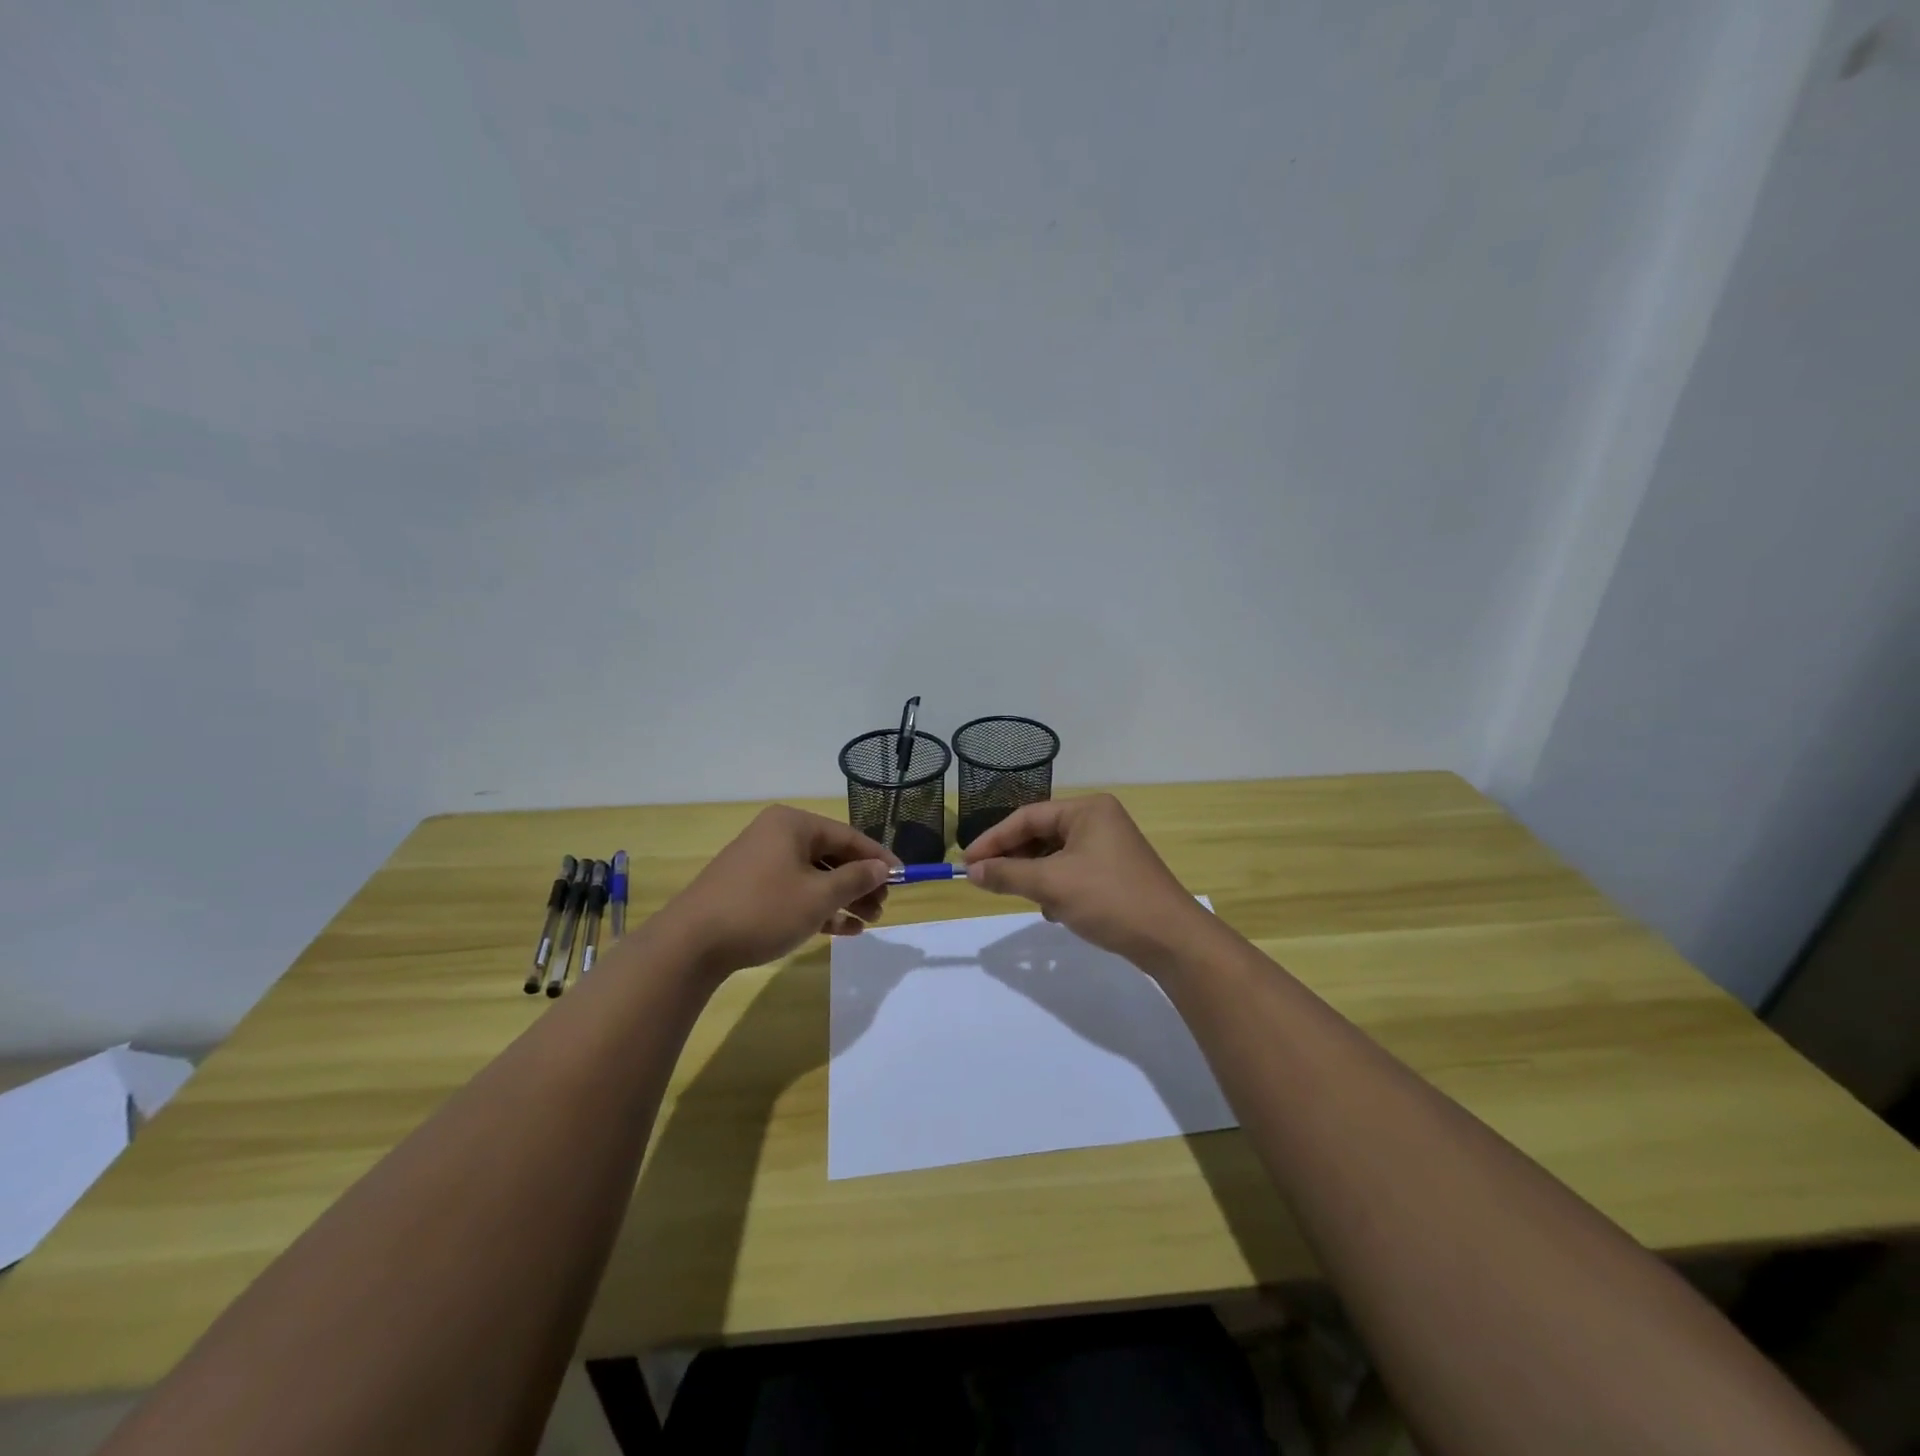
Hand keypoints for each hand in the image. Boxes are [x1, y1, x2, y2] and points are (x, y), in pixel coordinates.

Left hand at [656, 806, 899, 978]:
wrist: (692, 944)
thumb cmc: (763, 910)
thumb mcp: (818, 896)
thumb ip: (855, 879)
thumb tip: (882, 868)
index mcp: (793, 825)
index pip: (849, 836)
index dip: (879, 858)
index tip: (904, 879)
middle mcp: (777, 835)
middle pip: (831, 856)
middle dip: (860, 883)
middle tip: (882, 908)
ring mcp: (761, 862)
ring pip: (814, 876)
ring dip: (843, 898)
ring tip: (867, 922)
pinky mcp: (750, 889)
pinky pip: (795, 891)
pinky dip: (818, 907)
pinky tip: (843, 930)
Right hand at [963, 795, 1212, 974]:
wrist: (1171, 940)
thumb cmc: (1109, 900)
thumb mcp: (1052, 885)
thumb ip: (1008, 875)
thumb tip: (971, 872)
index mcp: (1087, 810)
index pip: (1027, 817)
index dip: (993, 840)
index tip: (967, 863)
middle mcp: (1099, 821)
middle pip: (1041, 834)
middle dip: (1015, 859)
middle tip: (985, 881)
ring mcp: (1109, 847)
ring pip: (1054, 856)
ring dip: (1035, 877)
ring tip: (1022, 897)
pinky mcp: (1114, 873)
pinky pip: (1071, 872)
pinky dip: (1056, 888)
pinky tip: (1053, 911)